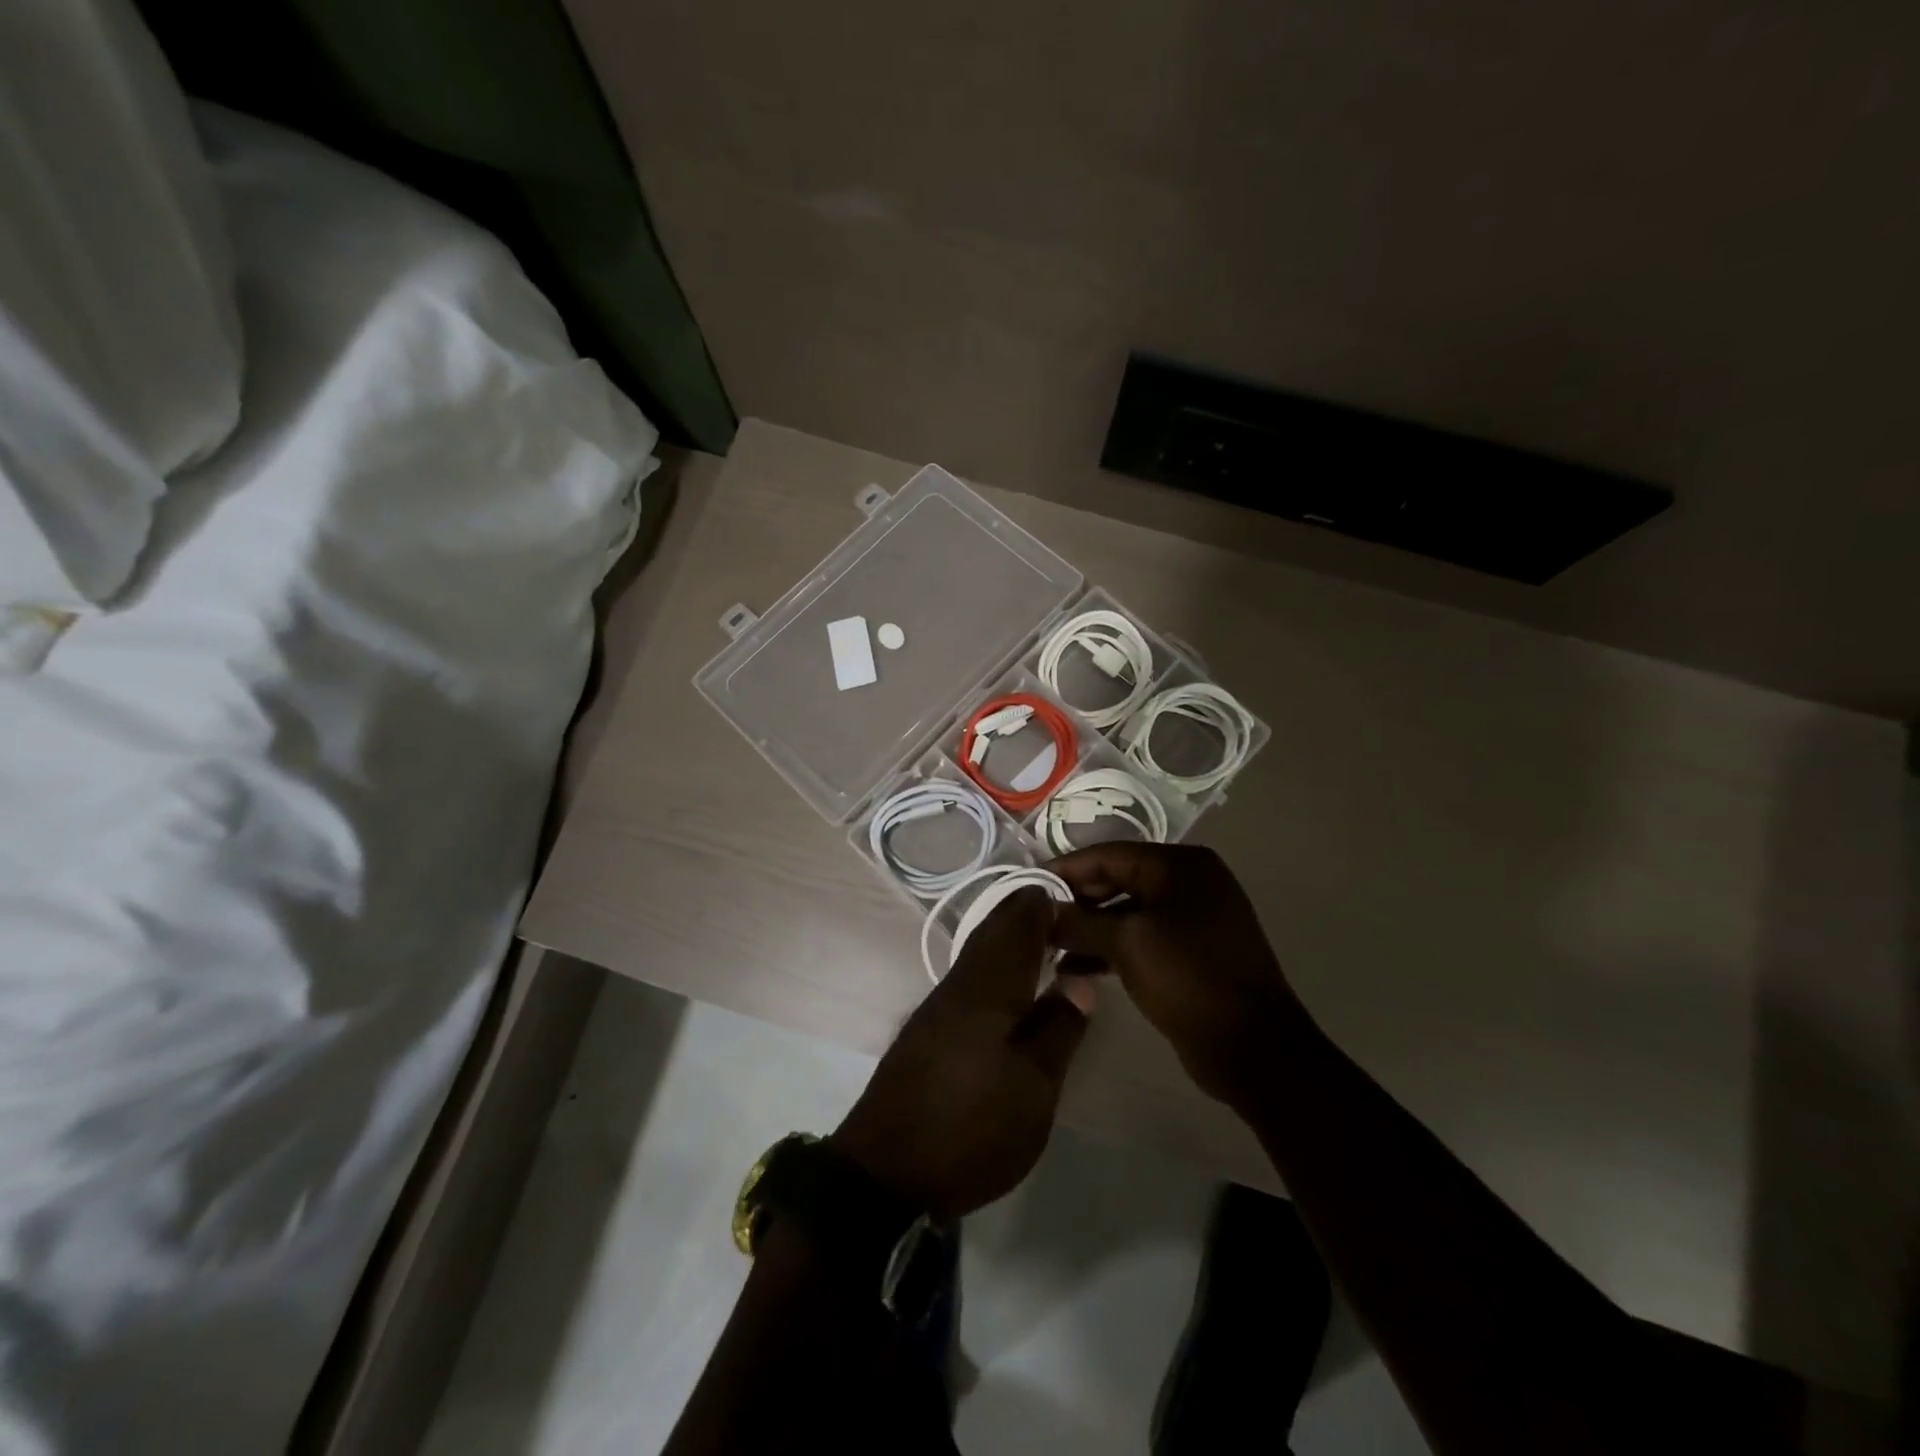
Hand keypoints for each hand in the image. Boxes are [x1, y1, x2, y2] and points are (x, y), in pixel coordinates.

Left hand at [832, 890, 1095, 1220]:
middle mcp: (960, 984)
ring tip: (1043, 943)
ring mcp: (937, 1008)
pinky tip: (1007, 988)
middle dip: (1025, 916)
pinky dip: (993, 967)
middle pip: (993, 932)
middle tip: (1063, 912)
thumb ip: (1058, 1028)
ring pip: (979, 954)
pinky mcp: (926, 1032)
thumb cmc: (970, 1127)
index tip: (1075, 896)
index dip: (1043, 904)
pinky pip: (969, 979)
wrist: (884, 1173)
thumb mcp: (1033, 1087)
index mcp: (988, 986)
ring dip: (1008, 940)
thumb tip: (1079, 979)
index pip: (1017, 924)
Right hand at [1048, 844, 1309, 1109]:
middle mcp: (1189, 883)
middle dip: (1076, 902)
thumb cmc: (1189, 978)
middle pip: (1117, 881)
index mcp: (1181, 865)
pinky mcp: (1190, 953)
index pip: (1109, 854)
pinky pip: (1140, 939)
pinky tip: (1076, 969)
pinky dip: (1110, 949)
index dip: (1065, 870)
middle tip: (1035, 921)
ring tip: (1048, 949)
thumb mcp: (1127, 943)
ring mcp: (1192, 919)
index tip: (1026, 886)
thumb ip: (1079, 921)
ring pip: (1126, 913)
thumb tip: (1039, 910)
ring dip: (1089, 929)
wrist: (1253, 1049)